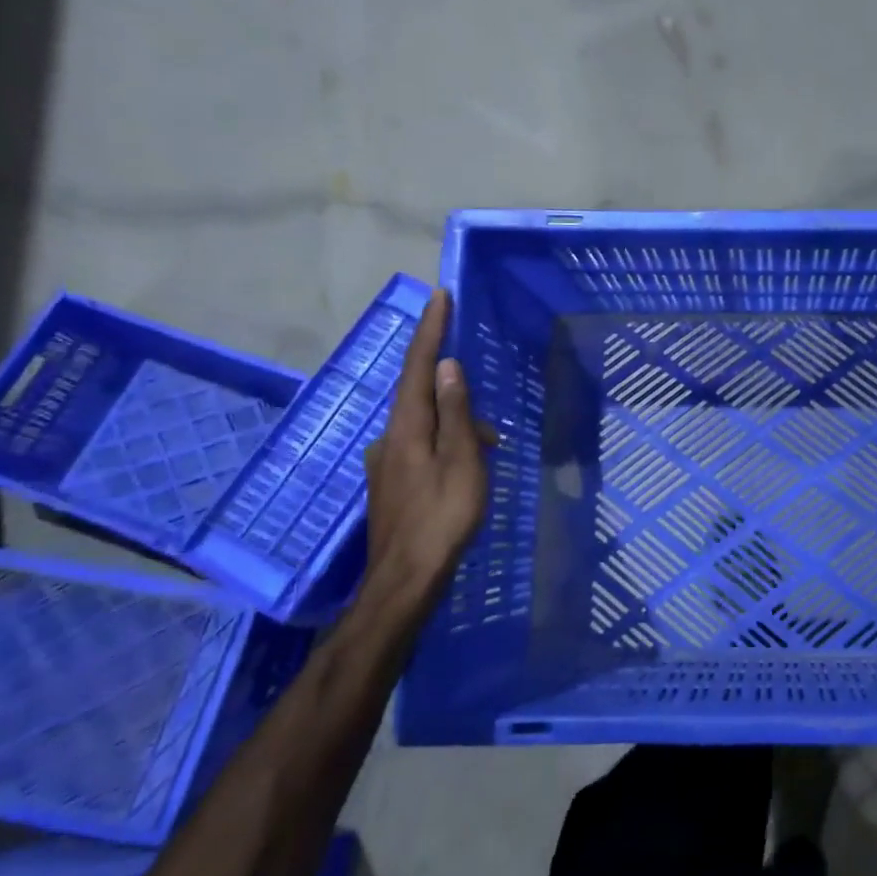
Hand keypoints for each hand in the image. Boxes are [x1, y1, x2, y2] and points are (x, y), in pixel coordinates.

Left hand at [362, 288, 488, 604]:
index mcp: (407, 427)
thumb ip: (456, 413)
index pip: (419, 367)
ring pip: (426, 425)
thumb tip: (450, 367)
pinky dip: (448, 445)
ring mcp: (387, 462)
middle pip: (421, 396)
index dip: (431, 330)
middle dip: (455, 389)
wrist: (405, 579)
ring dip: (457, 425)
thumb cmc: (442, 517)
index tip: (440, 295)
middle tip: (488, 416)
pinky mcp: (392, 483)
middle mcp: (390, 437)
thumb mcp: (461, 461)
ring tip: (489, 450)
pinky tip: (467, 468)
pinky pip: (423, 447)